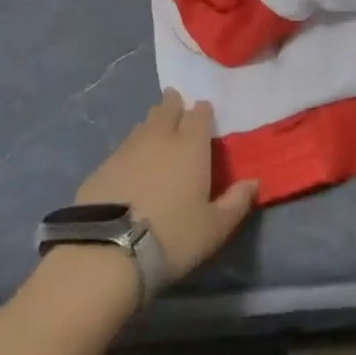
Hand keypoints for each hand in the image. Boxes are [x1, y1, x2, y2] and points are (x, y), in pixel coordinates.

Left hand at [76, 89, 258, 283]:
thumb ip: (236, 202)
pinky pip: (123, 146)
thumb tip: (253, 182)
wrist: (107, 251)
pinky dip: (132, 147)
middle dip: (174, 104)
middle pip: (168, 109)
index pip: (200, 115)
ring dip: (152, 122)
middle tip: (176, 103)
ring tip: (156, 127)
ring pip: (144, 125)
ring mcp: (127, 149)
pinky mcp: (103, 166)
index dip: (203, 111)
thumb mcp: (214, 228)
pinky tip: (131, 160)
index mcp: (191, 145)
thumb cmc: (172, 236)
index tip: (204, 111)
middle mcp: (160, 137)